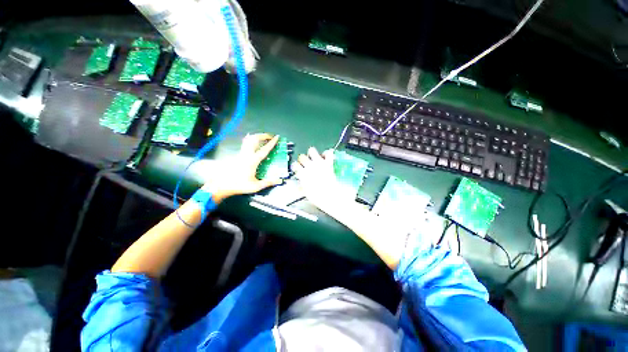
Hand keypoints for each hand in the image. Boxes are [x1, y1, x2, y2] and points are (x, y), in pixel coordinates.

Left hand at [201, 134, 282, 201]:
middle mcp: (246, 154)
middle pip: (254, 139)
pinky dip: (250, 139)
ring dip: (257, 136)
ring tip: (264, 137)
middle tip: (270, 136)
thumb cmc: (239, 185)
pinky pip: (245, 144)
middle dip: (263, 135)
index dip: (272, 143)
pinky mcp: (238, 155)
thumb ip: (268, 182)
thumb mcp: (255, 186)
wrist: (222, 184)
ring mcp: (241, 154)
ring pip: (248, 140)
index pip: (264, 149)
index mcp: (252, 161)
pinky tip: (251, 140)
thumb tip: (279, 181)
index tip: (277, 137)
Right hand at [292, 147, 352, 212]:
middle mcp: (309, 166)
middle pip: (302, 156)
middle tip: (306, 164)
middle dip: (303, 160)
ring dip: (312, 154)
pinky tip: (326, 157)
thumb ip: (301, 186)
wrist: (330, 196)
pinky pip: (328, 152)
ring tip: (314, 158)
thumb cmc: (317, 197)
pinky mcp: (328, 163)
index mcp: (302, 173)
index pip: (294, 165)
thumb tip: (297, 184)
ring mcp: (319, 163)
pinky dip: (327, 153)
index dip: (296, 167)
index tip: (298, 169)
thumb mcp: (305, 193)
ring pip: (312, 150)